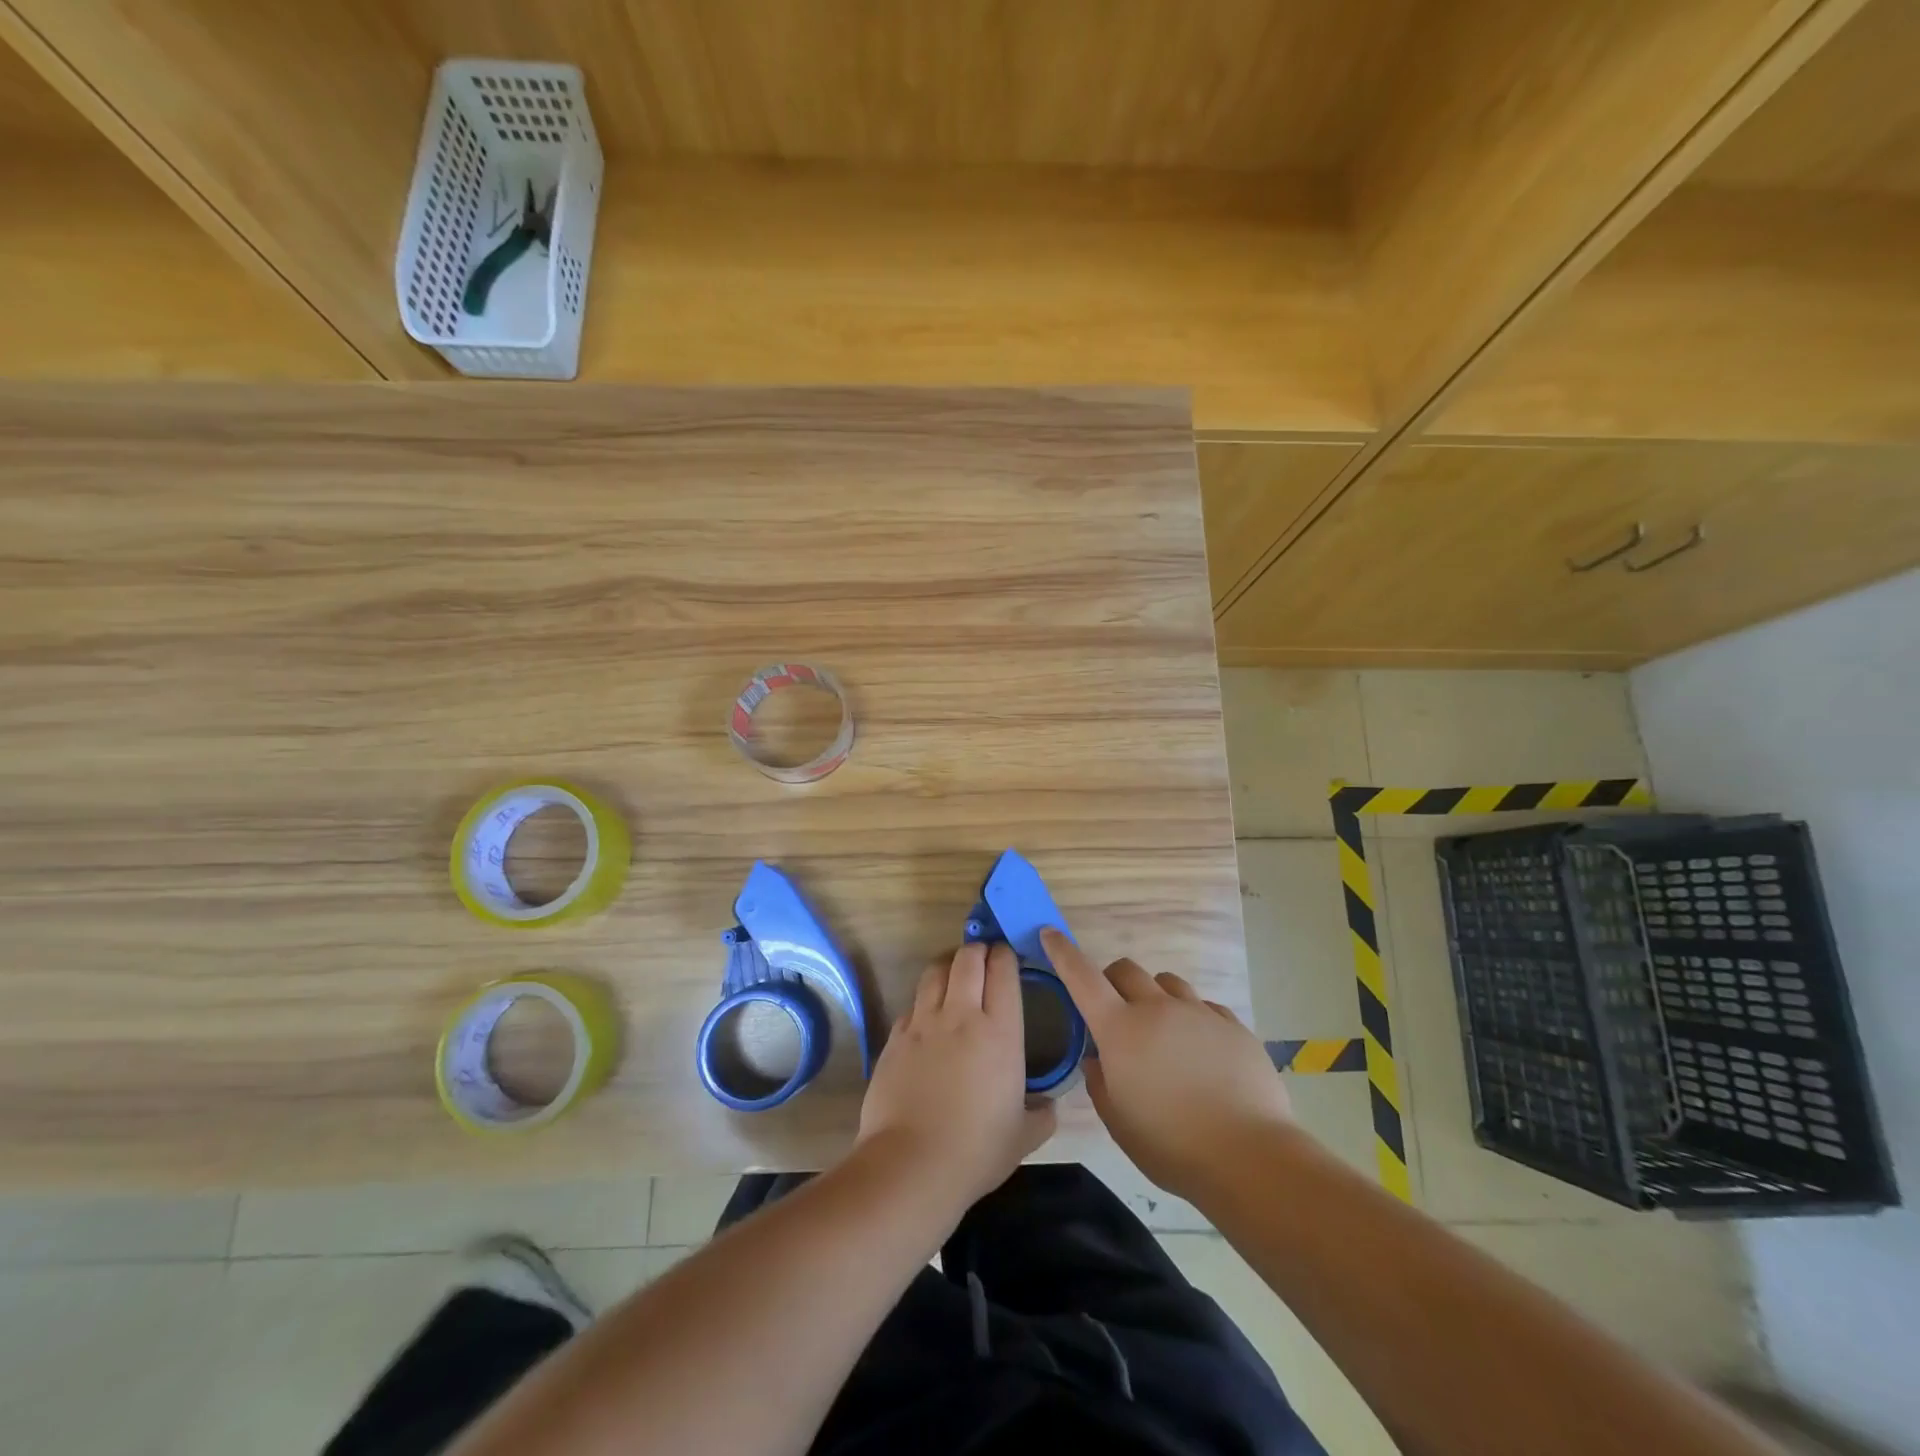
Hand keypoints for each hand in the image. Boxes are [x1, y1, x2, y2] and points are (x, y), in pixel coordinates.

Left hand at [856, 942, 1055, 1210]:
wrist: (911, 1165)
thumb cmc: (976, 1150)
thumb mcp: (1024, 1136)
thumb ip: (1042, 1113)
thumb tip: (1049, 1105)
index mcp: (999, 1031)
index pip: (1003, 970)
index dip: (1005, 955)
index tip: (1008, 955)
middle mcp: (961, 1015)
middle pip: (967, 958)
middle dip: (977, 950)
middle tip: (983, 959)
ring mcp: (923, 1023)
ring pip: (935, 971)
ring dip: (948, 966)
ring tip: (954, 975)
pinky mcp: (895, 1037)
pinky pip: (912, 1005)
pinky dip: (923, 1003)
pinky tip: (927, 1020)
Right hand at [1043, 928, 1290, 1201]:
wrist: (1249, 1156)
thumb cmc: (1171, 1146)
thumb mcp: (1118, 1122)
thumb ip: (1100, 1082)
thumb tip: (1098, 1058)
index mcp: (1120, 1030)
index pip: (1082, 978)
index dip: (1063, 953)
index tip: (1050, 933)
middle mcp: (1157, 1009)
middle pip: (1126, 970)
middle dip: (1113, 981)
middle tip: (1116, 1012)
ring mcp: (1198, 1013)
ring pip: (1167, 982)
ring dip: (1155, 997)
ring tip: (1163, 1033)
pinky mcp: (1232, 1025)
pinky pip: (1203, 1007)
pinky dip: (1192, 1019)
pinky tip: (1201, 1053)